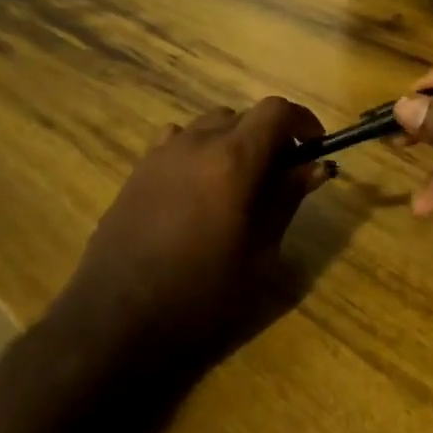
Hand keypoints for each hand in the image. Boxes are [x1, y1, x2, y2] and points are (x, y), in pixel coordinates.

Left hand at [59, 98, 329, 362]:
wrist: (117, 322)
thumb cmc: (201, 296)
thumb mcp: (258, 253)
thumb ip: (286, 200)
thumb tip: (315, 166)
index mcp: (233, 159)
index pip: (276, 111)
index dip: (302, 121)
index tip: (315, 147)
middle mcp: (197, 142)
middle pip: (244, 115)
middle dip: (270, 136)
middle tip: (282, 176)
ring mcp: (162, 152)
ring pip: (210, 124)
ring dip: (234, 140)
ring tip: (239, 182)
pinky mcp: (138, 169)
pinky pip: (177, 140)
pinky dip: (198, 149)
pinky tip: (197, 187)